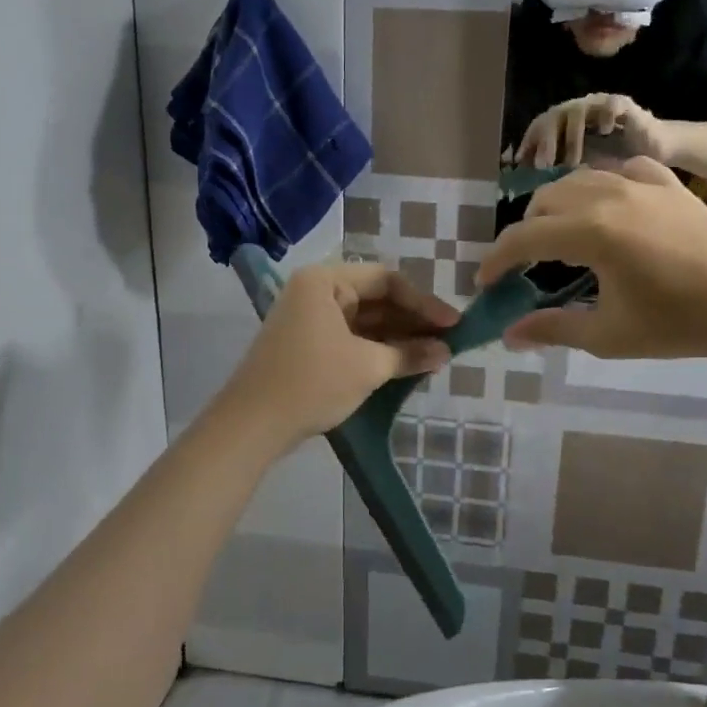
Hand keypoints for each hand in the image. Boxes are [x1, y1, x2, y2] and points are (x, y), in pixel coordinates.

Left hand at [221, 263, 457, 444]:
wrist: (252, 426)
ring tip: (434, 355)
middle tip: (449, 341)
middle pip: (376, 299)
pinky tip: (406, 364)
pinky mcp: (309, 346)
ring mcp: (310, 319)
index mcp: (325, 281)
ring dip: (398, 338)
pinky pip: (352, 338)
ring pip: (366, 321)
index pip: (386, 280)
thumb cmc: (312, 383)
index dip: (424, 302)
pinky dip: (378, 350)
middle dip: (412, 321)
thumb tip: (445, 352)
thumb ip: (409, 354)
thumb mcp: (367, 367)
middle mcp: (316, 292)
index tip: (454, 324)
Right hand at [479, 158, 706, 360]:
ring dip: (557, 207)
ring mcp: (639, 183)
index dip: (496, 260)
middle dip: (525, 233)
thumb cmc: (676, 324)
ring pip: (577, 180)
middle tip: (526, 266)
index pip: (524, 237)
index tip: (485, 283)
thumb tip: (509, 335)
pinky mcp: (666, 182)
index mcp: (590, 232)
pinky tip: (608, 207)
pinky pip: (620, 171)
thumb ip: (553, 329)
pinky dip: (601, 187)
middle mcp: (607, 196)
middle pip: (544, 202)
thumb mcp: (607, 335)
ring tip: (562, 237)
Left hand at [516, 94, 662, 167]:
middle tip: (544, 165)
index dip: (529, 142)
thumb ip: (560, 173)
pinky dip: (604, 116)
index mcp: (566, 123)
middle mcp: (580, 110)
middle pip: (554, 115)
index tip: (520, 164)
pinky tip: (603, 132)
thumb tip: (533, 191)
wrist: (654, 148)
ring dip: (572, 136)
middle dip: (546, 140)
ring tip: (572, 162)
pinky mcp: (624, 104)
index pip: (541, 125)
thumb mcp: (584, 169)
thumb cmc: (617, 160)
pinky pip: (610, 104)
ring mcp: (600, 105)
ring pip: (578, 110)